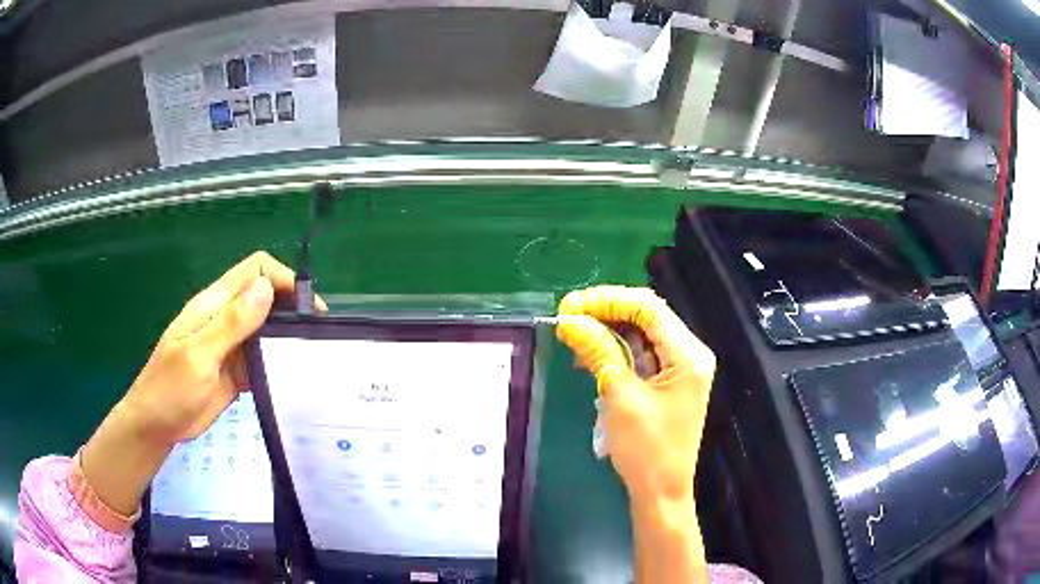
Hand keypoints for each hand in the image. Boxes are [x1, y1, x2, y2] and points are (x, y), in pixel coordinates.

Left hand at [120, 250, 325, 445]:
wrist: (156, 425)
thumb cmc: (169, 388)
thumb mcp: (198, 355)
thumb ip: (231, 323)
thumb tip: (266, 288)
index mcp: (214, 305)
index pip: (254, 271)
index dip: (282, 279)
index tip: (307, 308)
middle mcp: (226, 318)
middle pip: (265, 296)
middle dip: (291, 307)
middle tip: (314, 336)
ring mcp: (232, 345)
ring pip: (268, 328)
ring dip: (287, 336)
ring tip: (310, 356)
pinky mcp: (237, 370)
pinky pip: (264, 358)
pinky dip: (279, 361)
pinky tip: (292, 376)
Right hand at [556, 286, 714, 504]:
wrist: (661, 493)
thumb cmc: (646, 451)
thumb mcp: (620, 397)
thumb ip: (599, 352)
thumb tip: (570, 321)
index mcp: (688, 355)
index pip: (649, 308)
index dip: (608, 300)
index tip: (571, 305)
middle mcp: (689, 354)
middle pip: (646, 317)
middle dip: (606, 312)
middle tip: (567, 315)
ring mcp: (680, 368)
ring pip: (641, 334)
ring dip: (607, 331)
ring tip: (573, 334)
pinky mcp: (668, 382)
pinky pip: (641, 354)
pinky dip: (615, 351)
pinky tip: (589, 355)